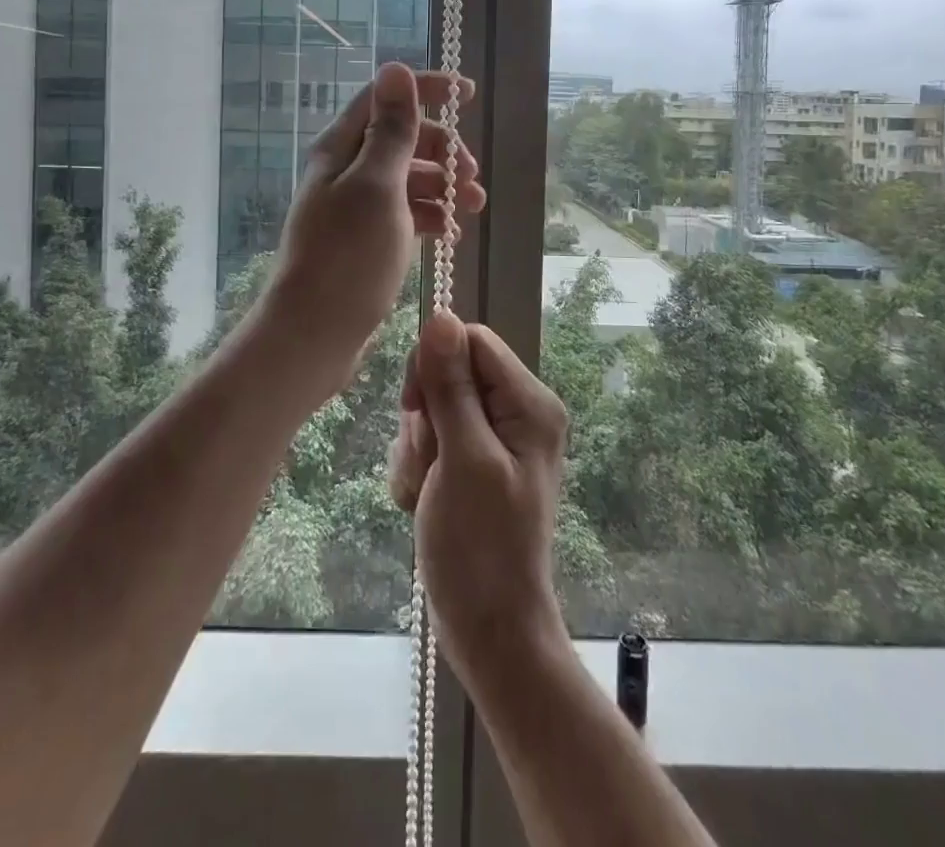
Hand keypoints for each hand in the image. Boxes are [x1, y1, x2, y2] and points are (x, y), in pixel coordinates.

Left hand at [263, 63, 483, 377]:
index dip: (426, 89)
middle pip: (403, 138)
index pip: (385, 98)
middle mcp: (346, 170)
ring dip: (443, 186)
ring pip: (409, 178)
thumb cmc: (348, 255)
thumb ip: (391, 130)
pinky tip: (450, 235)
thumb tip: (395, 68)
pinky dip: (430, 216)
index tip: (468, 93)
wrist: (314, 334)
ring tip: (472, 210)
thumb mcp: (377, 186)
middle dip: (443, 150)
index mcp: (341, 148)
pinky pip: (406, 213)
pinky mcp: (366, 238)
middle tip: (471, 177)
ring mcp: (356, 206)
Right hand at [388, 312, 571, 675]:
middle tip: (430, 462)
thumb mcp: (463, 458)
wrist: (488, 628)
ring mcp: (495, 438)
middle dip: (425, 416)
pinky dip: (418, 466)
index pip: (471, 341)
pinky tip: (423, 500)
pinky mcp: (473, 461)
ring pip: (433, 406)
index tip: (415, 408)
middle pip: (449, 372)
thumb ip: (451, 386)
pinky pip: (431, 437)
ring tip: (428, 489)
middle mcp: (517, 411)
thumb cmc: (480, 546)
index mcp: (529, 402)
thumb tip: (440, 316)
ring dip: (417, 447)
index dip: (435, 364)